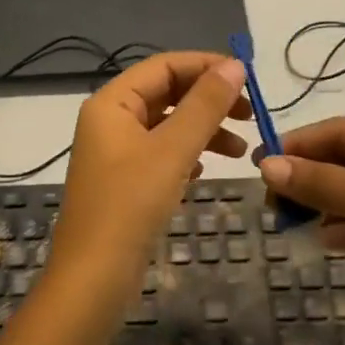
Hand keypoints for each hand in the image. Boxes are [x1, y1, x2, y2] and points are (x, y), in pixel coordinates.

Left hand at [51, 53, 250, 300]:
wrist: (93, 278)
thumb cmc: (130, 205)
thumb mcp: (172, 150)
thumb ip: (205, 106)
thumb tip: (235, 66)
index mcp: (111, 103)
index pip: (163, 66)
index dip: (205, 66)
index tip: (248, 78)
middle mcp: (109, 120)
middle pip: (165, 93)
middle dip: (208, 100)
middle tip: (250, 115)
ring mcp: (115, 153)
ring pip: (166, 125)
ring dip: (203, 130)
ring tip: (241, 151)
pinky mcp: (124, 182)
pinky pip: (161, 154)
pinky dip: (187, 154)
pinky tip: (207, 169)